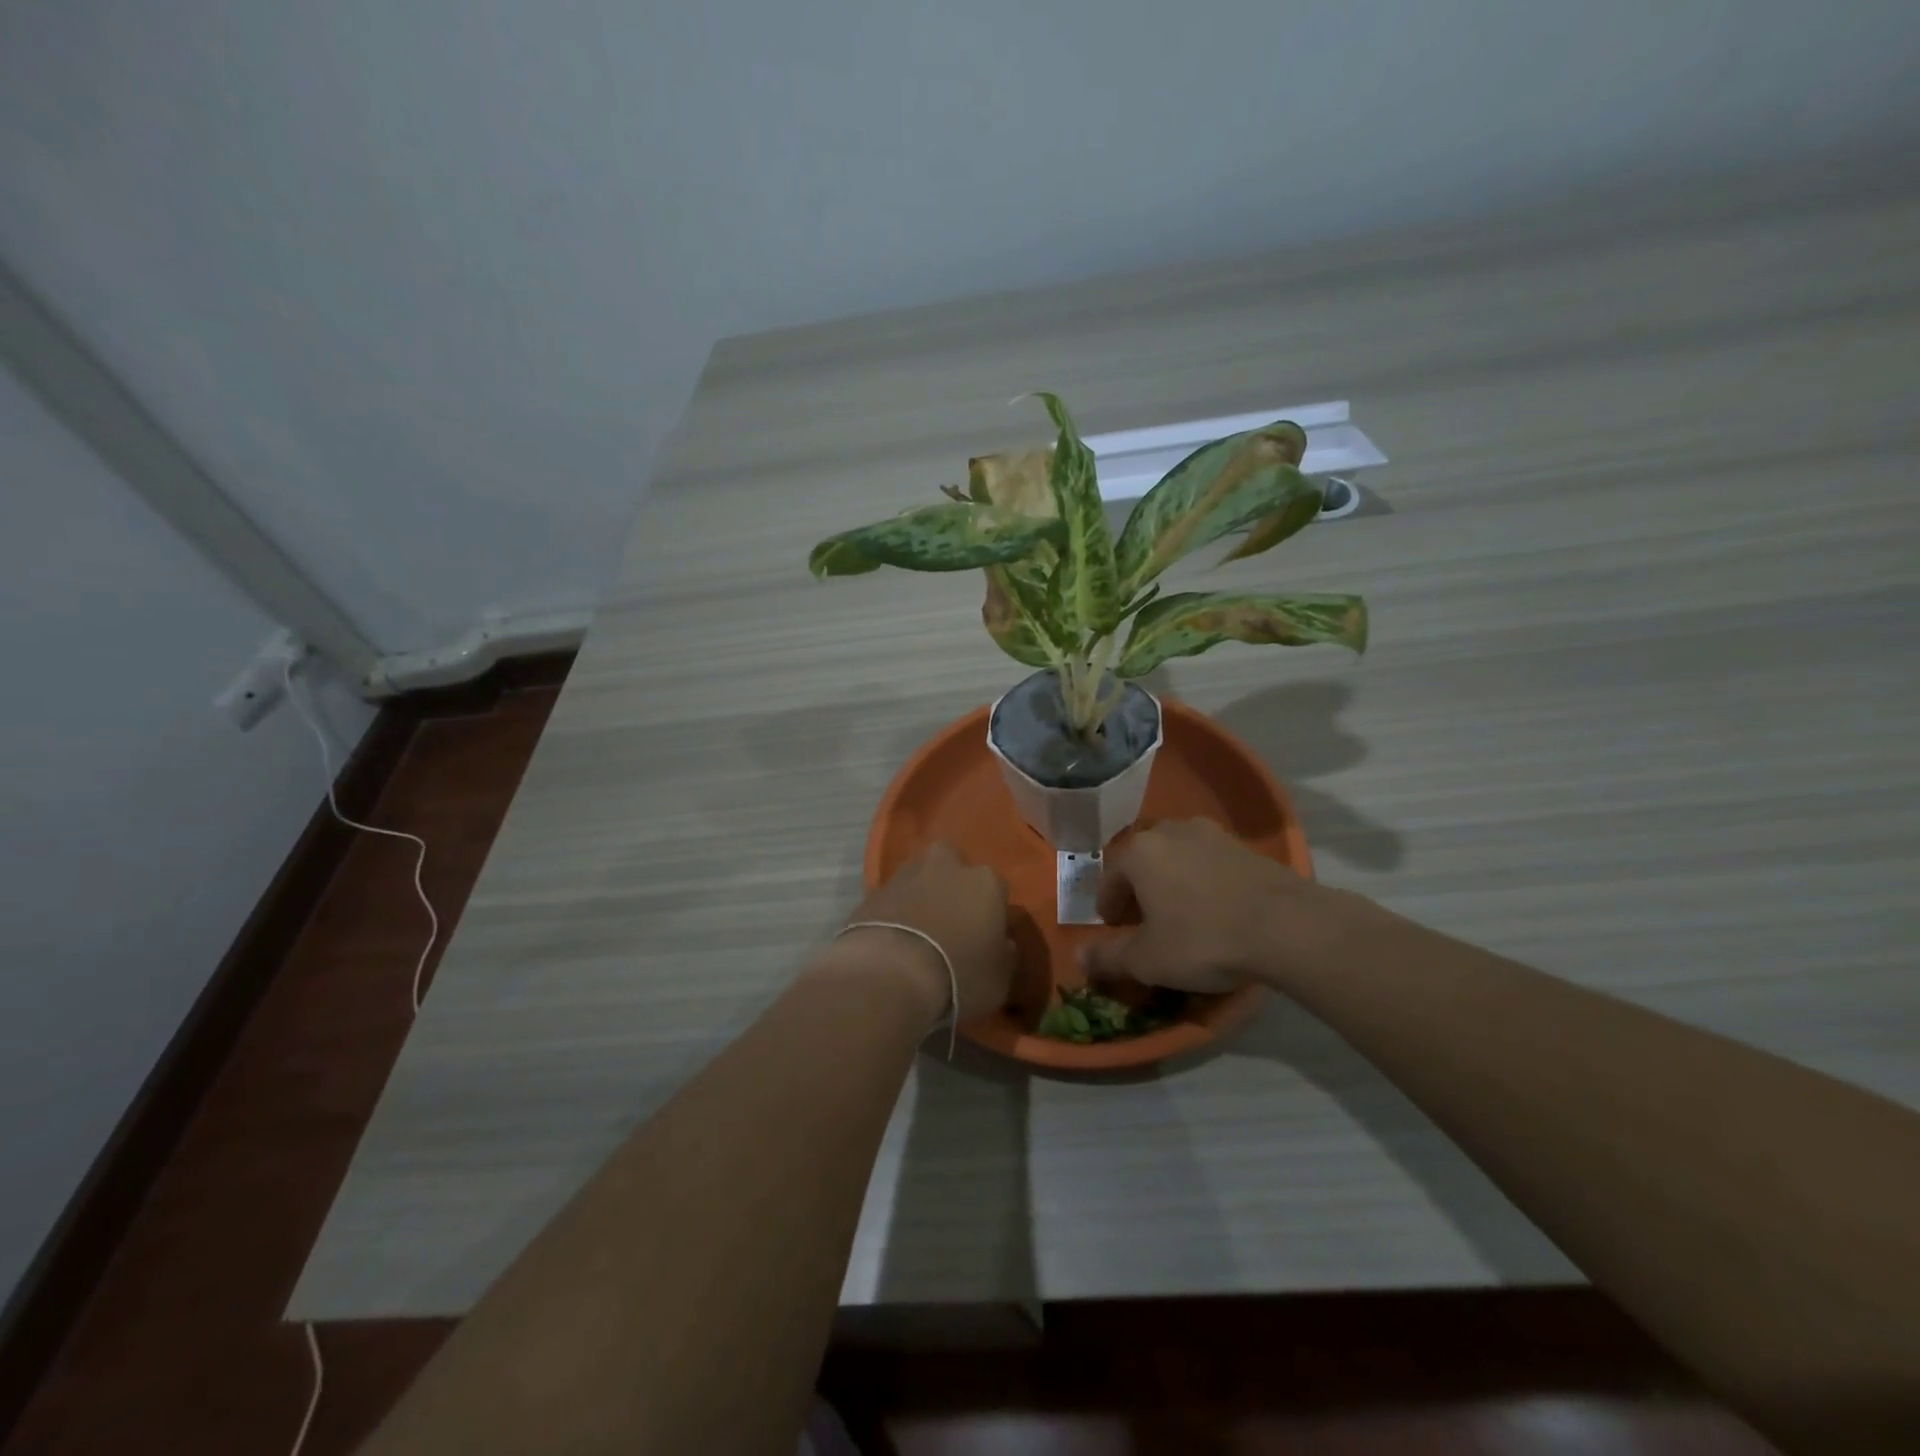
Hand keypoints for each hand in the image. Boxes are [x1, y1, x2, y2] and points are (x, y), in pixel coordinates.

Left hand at [839, 844, 1015, 1022]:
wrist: (889, 974)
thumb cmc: (958, 975)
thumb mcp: (999, 979)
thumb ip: (1004, 954)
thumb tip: (1002, 943)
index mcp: (986, 881)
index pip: (997, 889)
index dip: (992, 913)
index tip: (986, 936)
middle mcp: (947, 865)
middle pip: (954, 865)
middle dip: (953, 884)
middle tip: (950, 919)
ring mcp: (906, 874)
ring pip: (920, 876)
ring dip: (921, 894)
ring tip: (918, 930)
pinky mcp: (873, 891)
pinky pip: (892, 898)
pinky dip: (894, 911)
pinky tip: (893, 938)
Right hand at [1081, 818, 1356, 992]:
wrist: (1287, 926)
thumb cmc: (1203, 939)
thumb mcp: (1147, 960)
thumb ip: (1108, 957)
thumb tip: (1079, 958)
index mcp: (1139, 851)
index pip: (1109, 876)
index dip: (1108, 906)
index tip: (1114, 930)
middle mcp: (1170, 830)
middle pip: (1142, 861)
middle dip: (1138, 890)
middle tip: (1144, 922)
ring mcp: (1211, 833)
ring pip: (1176, 857)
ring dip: (1170, 882)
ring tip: (1181, 915)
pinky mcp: (1244, 846)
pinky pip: (1208, 861)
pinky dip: (1202, 881)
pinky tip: (1215, 909)